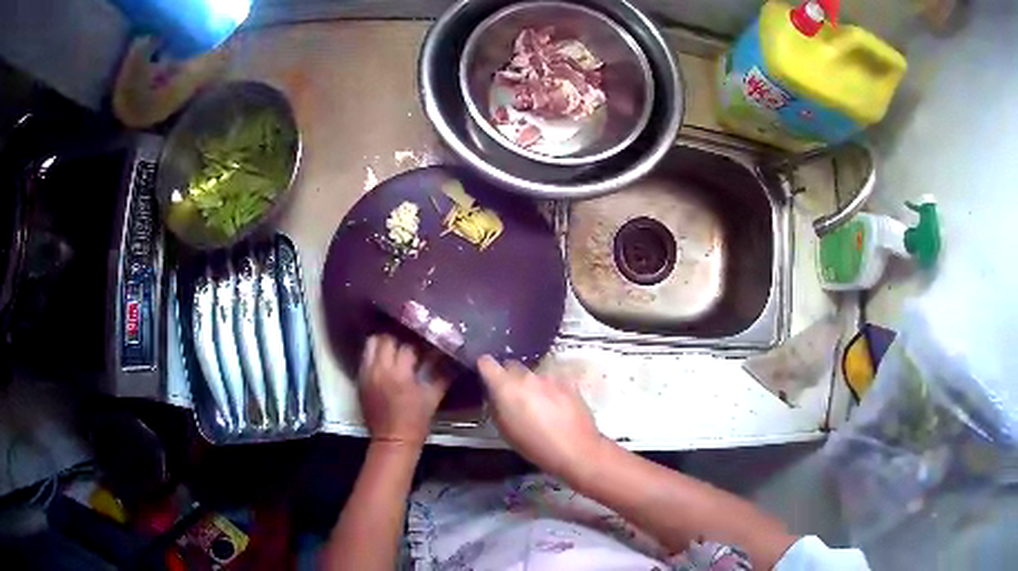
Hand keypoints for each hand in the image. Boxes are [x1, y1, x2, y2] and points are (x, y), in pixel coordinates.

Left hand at [358, 335, 450, 446]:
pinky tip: (387, 358)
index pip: (408, 345)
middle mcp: (379, 369)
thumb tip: (450, 356)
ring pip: (371, 343)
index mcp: (400, 374)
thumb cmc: (416, 422)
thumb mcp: (433, 398)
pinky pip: (365, 356)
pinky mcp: (360, 379)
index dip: (419, 341)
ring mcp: (366, 373)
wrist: (392, 441)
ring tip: (397, 346)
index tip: (428, 340)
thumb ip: (442, 374)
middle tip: (411, 340)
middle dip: (399, 337)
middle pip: (385, 338)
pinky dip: (376, 353)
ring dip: (384, 341)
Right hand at [478, 355, 605, 483]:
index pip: (487, 363)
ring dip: (532, 386)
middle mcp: (527, 376)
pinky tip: (556, 407)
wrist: (576, 450)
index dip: (484, 367)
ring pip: (533, 375)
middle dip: (509, 378)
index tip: (485, 374)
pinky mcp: (568, 382)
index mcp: (506, 387)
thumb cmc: (535, 446)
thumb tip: (495, 396)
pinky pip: (552, 382)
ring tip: (538, 407)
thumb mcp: (505, 431)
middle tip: (512, 398)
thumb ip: (497, 407)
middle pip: (512, 366)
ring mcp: (550, 377)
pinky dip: (550, 390)